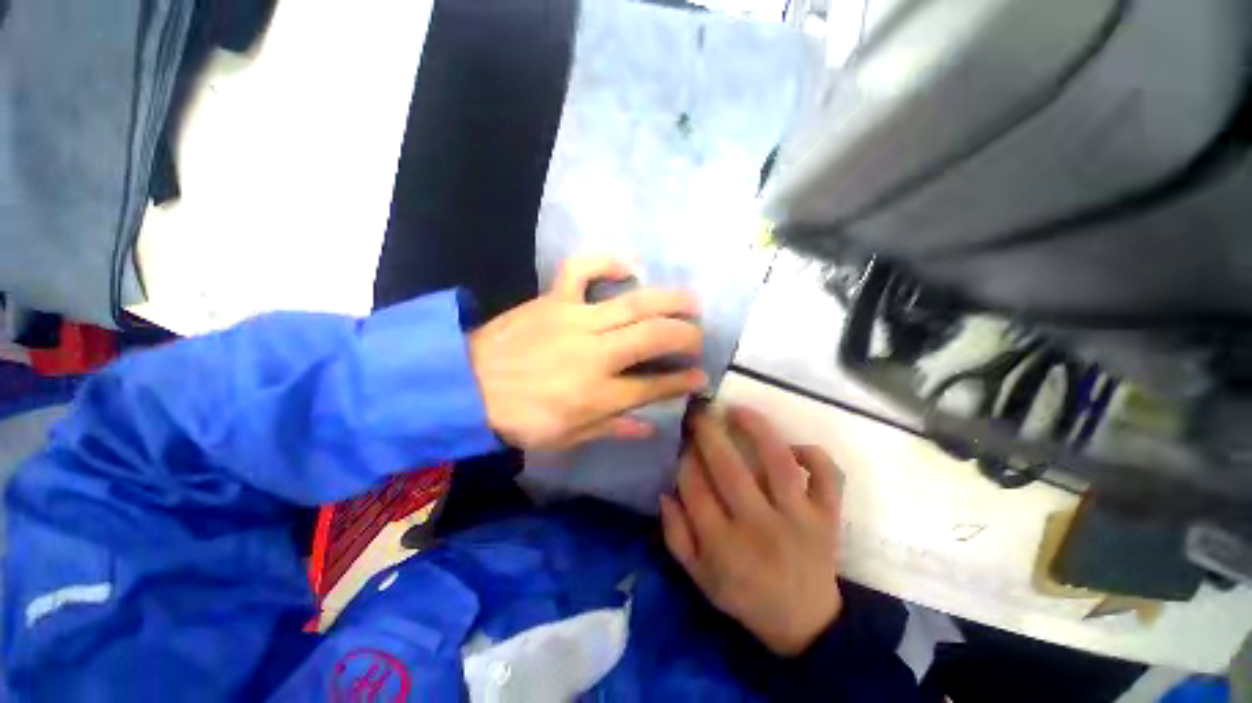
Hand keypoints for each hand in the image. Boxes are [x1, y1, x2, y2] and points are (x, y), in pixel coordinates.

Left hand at [467, 257, 706, 449]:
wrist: (466, 386)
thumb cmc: (520, 419)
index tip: (701, 375)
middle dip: (686, 336)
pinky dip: (607, 262)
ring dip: (669, 300)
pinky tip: (629, 266)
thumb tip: (651, 427)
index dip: (683, 381)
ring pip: (634, 303)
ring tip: (691, 301)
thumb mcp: (568, 437)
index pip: (654, 385)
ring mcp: (575, 320)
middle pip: (654, 337)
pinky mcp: (554, 299)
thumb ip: (614, 428)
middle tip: (698, 337)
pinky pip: (582, 270)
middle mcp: (596, 354)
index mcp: (598, 394)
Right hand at [660, 405, 845, 656]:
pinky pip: (827, 476)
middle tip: (700, 412)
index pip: (695, 489)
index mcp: (724, 546)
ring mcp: (799, 519)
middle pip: (730, 469)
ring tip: (737, 410)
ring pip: (778, 463)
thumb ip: (676, 536)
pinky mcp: (827, 516)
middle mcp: (761, 527)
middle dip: (709, 433)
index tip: (683, 442)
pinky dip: (814, 455)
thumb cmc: (745, 597)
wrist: (806, 624)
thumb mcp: (699, 577)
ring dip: (757, 429)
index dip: (685, 459)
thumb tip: (666, 492)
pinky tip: (793, 447)